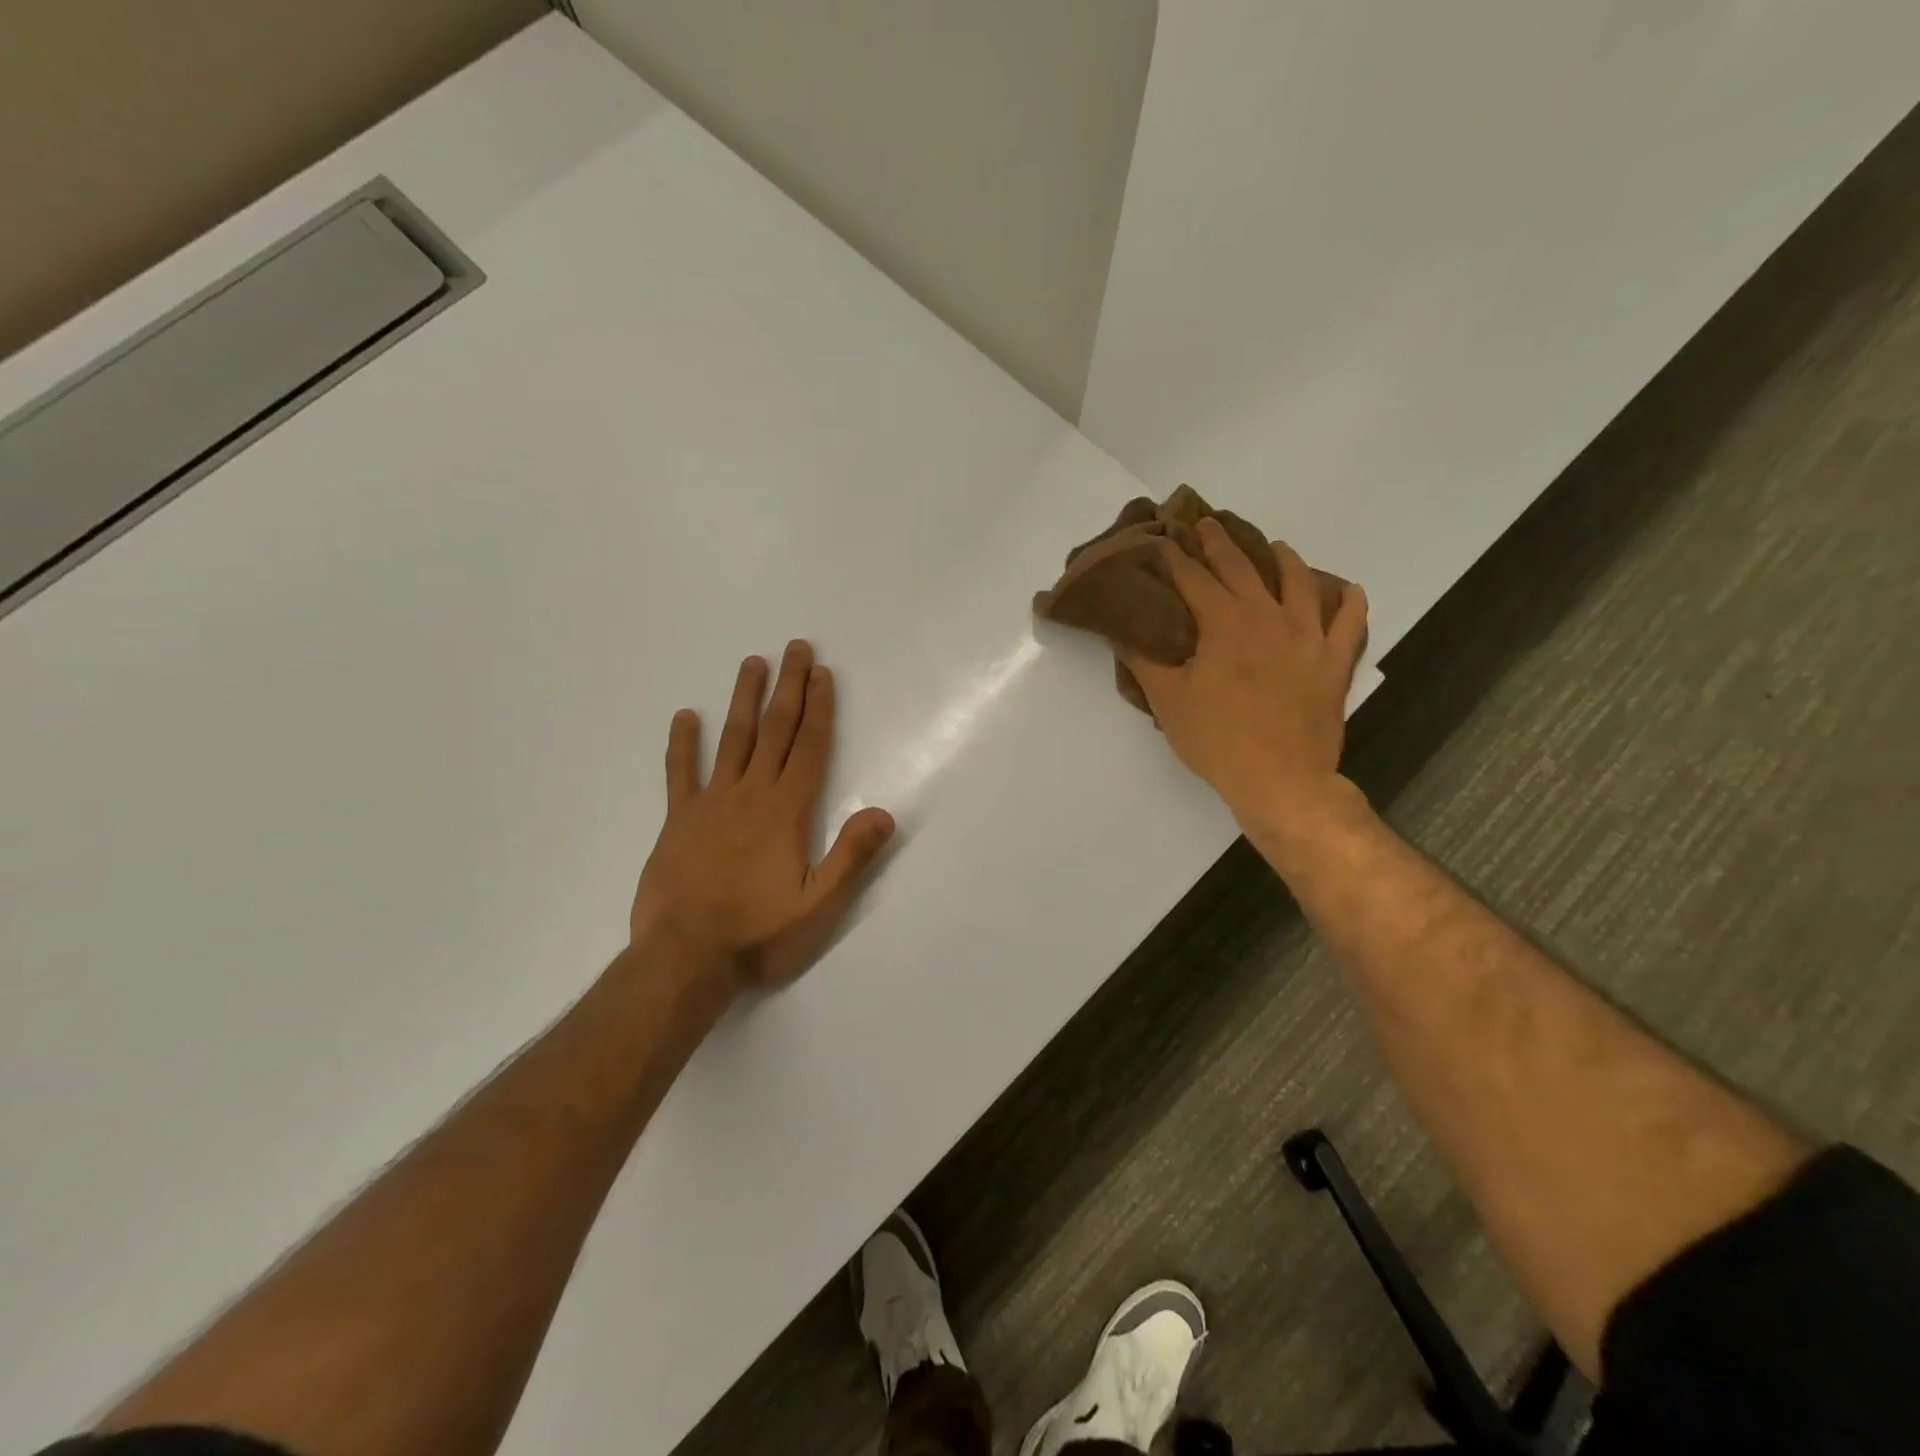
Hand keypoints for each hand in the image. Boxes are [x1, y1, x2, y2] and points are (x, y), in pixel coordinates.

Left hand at [630, 640, 894, 994]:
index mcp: (787, 811)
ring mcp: (711, 803)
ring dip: (744, 699)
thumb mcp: (818, 905)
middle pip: (774, 731)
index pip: (810, 748)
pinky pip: (680, 773)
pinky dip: (682, 743)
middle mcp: (751, 795)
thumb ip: (851, 857)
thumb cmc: (758, 934)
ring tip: (752, 662)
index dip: (819, 708)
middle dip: (788, 688)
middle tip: (795, 647)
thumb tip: (884, 812)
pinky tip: (685, 715)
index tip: (822, 672)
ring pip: (732, 739)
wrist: (684, 959)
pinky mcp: (679, 820)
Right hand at [1125, 517, 1368, 830]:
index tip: (1160, 538)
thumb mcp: (1167, 700)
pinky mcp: (1334, 660)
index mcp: (1223, 623)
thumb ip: (1143, 659)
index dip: (1174, 556)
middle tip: (1206, 524)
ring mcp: (1308, 635)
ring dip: (1283, 558)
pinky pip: (1350, 619)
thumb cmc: (1216, 740)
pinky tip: (1341, 589)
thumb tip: (1121, 630)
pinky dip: (1347, 599)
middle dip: (1219, 543)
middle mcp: (1267, 616)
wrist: (1280, 779)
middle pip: (1241, 568)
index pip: (1192, 578)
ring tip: (1274, 546)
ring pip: (1298, 581)